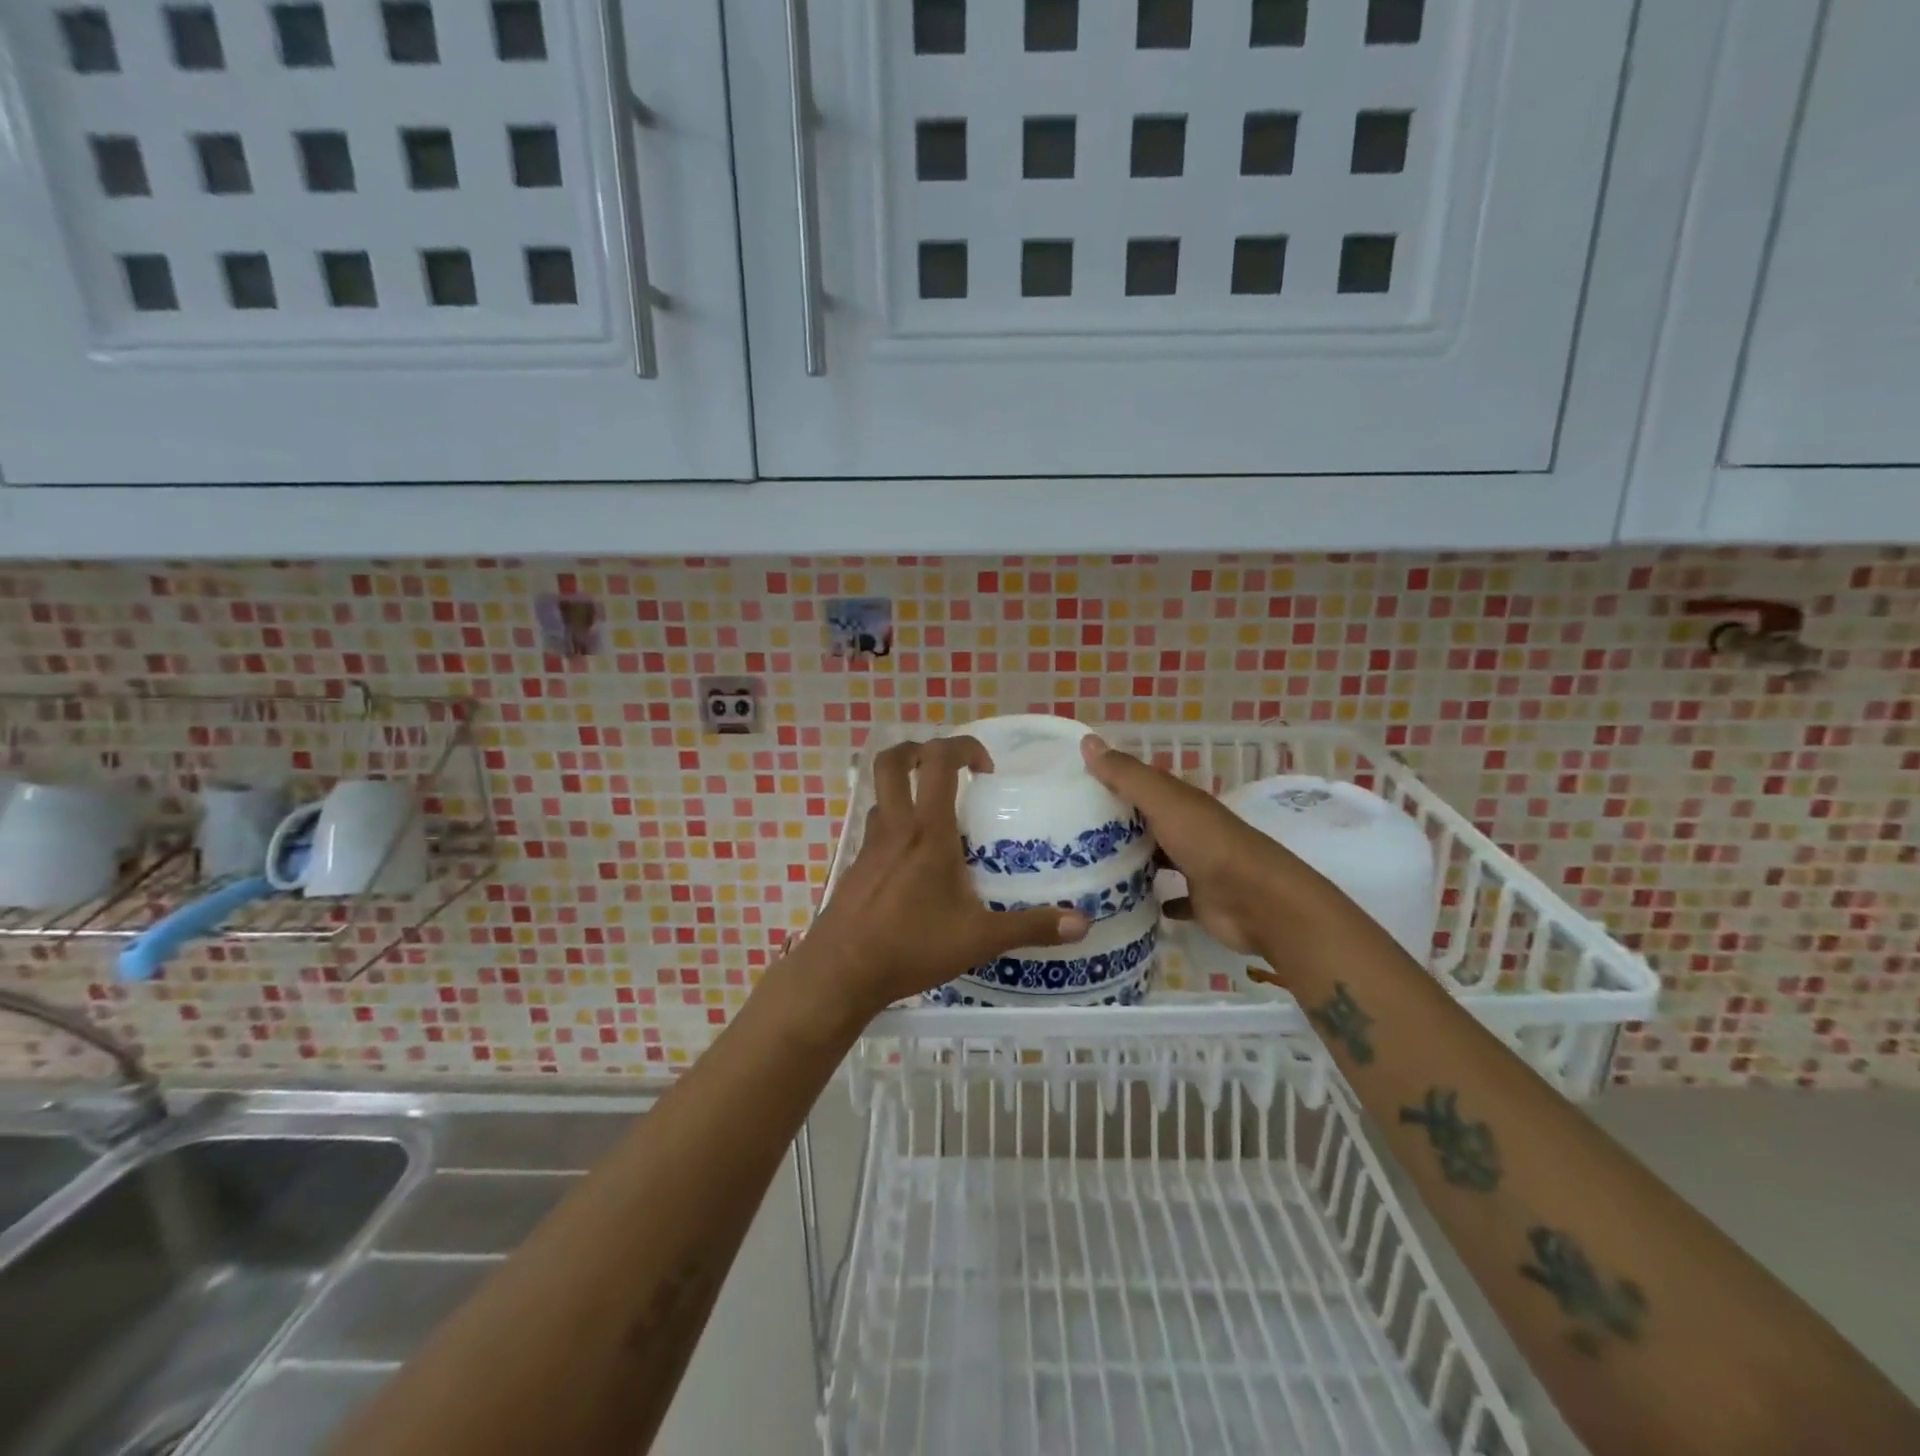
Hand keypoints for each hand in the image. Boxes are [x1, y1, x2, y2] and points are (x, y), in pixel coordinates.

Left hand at [804, 736, 1090, 1016]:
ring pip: (881, 794)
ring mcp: (869, 845)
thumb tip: (1083, 923)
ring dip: (907, 788)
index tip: (986, 768)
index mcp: (927, 832)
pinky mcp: (856, 866)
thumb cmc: (910, 946)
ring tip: (938, 815)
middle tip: (950, 769)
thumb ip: (1030, 927)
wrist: (840, 973)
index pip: (938, 762)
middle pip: (892, 761)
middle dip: (920, 750)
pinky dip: (897, 824)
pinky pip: (876, 827)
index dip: (963, 747)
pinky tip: (916, 861)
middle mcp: (895, 827)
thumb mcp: (978, 939)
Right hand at [1079, 733, 1300, 961]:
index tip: (1072, 789)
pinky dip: (1155, 897)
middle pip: (1147, 822)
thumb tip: (1087, 740)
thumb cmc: (1208, 844)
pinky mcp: (1200, 900)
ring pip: (1158, 857)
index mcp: (1181, 802)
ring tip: (1089, 868)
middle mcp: (1188, 829)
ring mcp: (1196, 865)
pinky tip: (1128, 901)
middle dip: (1115, 824)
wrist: (1259, 901)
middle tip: (1069, 834)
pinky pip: (1173, 897)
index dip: (1110, 782)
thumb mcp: (1163, 801)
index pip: (1140, 785)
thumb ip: (1126, 775)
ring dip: (1133, 860)